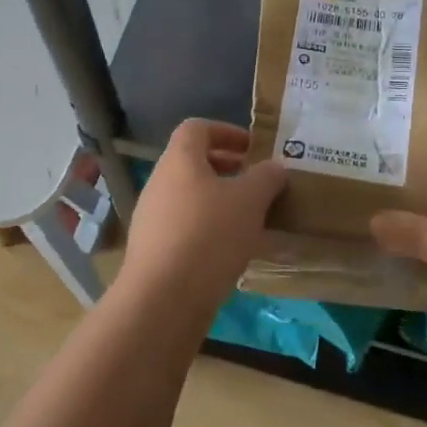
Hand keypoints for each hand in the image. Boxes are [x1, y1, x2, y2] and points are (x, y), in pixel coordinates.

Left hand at [120, 120, 286, 304]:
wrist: (163, 298)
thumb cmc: (209, 235)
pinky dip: (209, 229)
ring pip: (190, 197)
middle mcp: (159, 182)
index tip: (254, 148)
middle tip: (258, 184)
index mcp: (179, 160)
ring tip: (251, 220)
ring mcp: (152, 217)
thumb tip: (275, 167)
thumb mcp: (249, 201)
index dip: (227, 131)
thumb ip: (266, 178)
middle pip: (193, 163)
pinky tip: (232, 251)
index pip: (197, 128)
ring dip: (220, 202)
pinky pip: (185, 227)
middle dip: (228, 169)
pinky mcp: (153, 250)